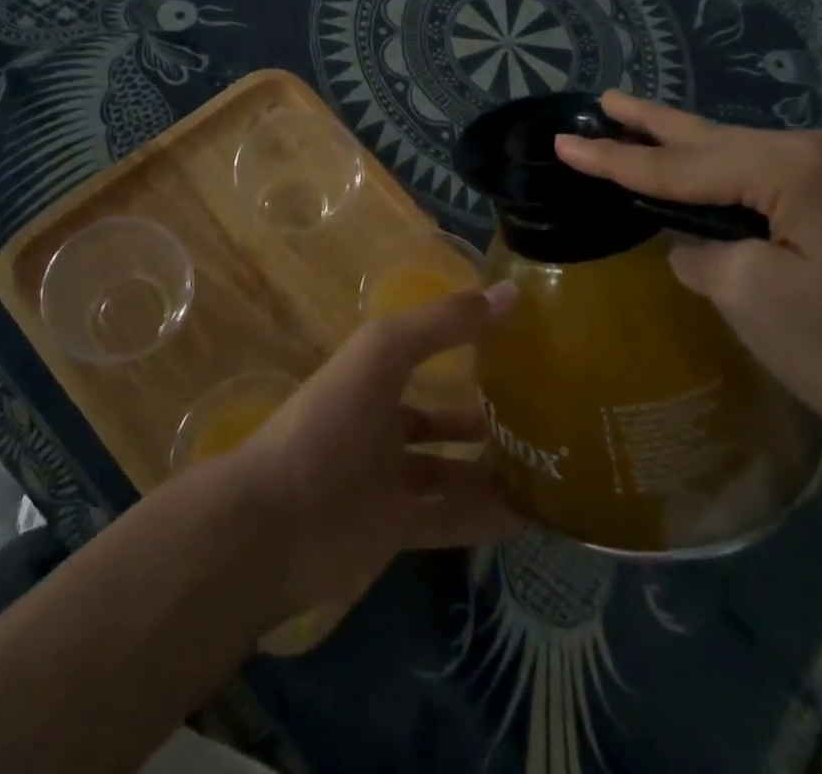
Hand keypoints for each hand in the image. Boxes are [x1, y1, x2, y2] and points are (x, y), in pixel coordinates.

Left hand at [229, 282, 523, 615]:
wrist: (273, 524)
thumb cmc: (329, 423)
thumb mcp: (383, 354)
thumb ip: (443, 323)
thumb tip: (511, 292)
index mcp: (374, 376)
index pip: (427, 351)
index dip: (466, 343)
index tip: (518, 342)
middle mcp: (381, 424)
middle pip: (441, 417)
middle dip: (484, 416)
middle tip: (544, 416)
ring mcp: (386, 480)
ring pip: (450, 472)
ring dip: (491, 469)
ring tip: (548, 465)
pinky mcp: (392, 530)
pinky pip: (449, 520)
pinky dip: (485, 517)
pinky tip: (528, 516)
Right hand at [554, 93, 821, 489]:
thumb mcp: (759, 304)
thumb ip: (706, 257)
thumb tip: (701, 245)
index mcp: (804, 166)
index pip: (685, 163)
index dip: (617, 158)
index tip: (565, 138)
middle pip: (722, 140)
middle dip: (657, 126)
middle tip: (606, 101)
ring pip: (758, 159)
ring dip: (702, 155)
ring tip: (646, 131)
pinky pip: (792, 180)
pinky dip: (745, 182)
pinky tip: (720, 179)